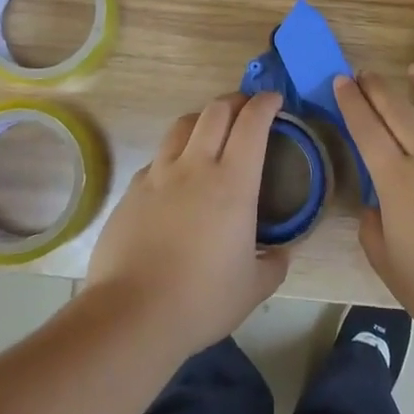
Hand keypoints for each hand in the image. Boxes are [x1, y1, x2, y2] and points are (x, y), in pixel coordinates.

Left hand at [84, 91, 289, 359]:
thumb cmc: (201, 299)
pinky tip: (176, 176)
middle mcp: (195, 166)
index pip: (252, 124)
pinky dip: (174, 155)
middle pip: (215, 111)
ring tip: (210, 129)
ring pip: (181, 125)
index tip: (274, 99)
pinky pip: (158, 159)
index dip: (265, 104)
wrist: (132, 314)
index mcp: (232, 182)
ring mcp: (158, 175)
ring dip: (202, 118)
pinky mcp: (132, 190)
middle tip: (246, 108)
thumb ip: (274, 264)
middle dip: (235, 101)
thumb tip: (281, 252)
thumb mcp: (253, 288)